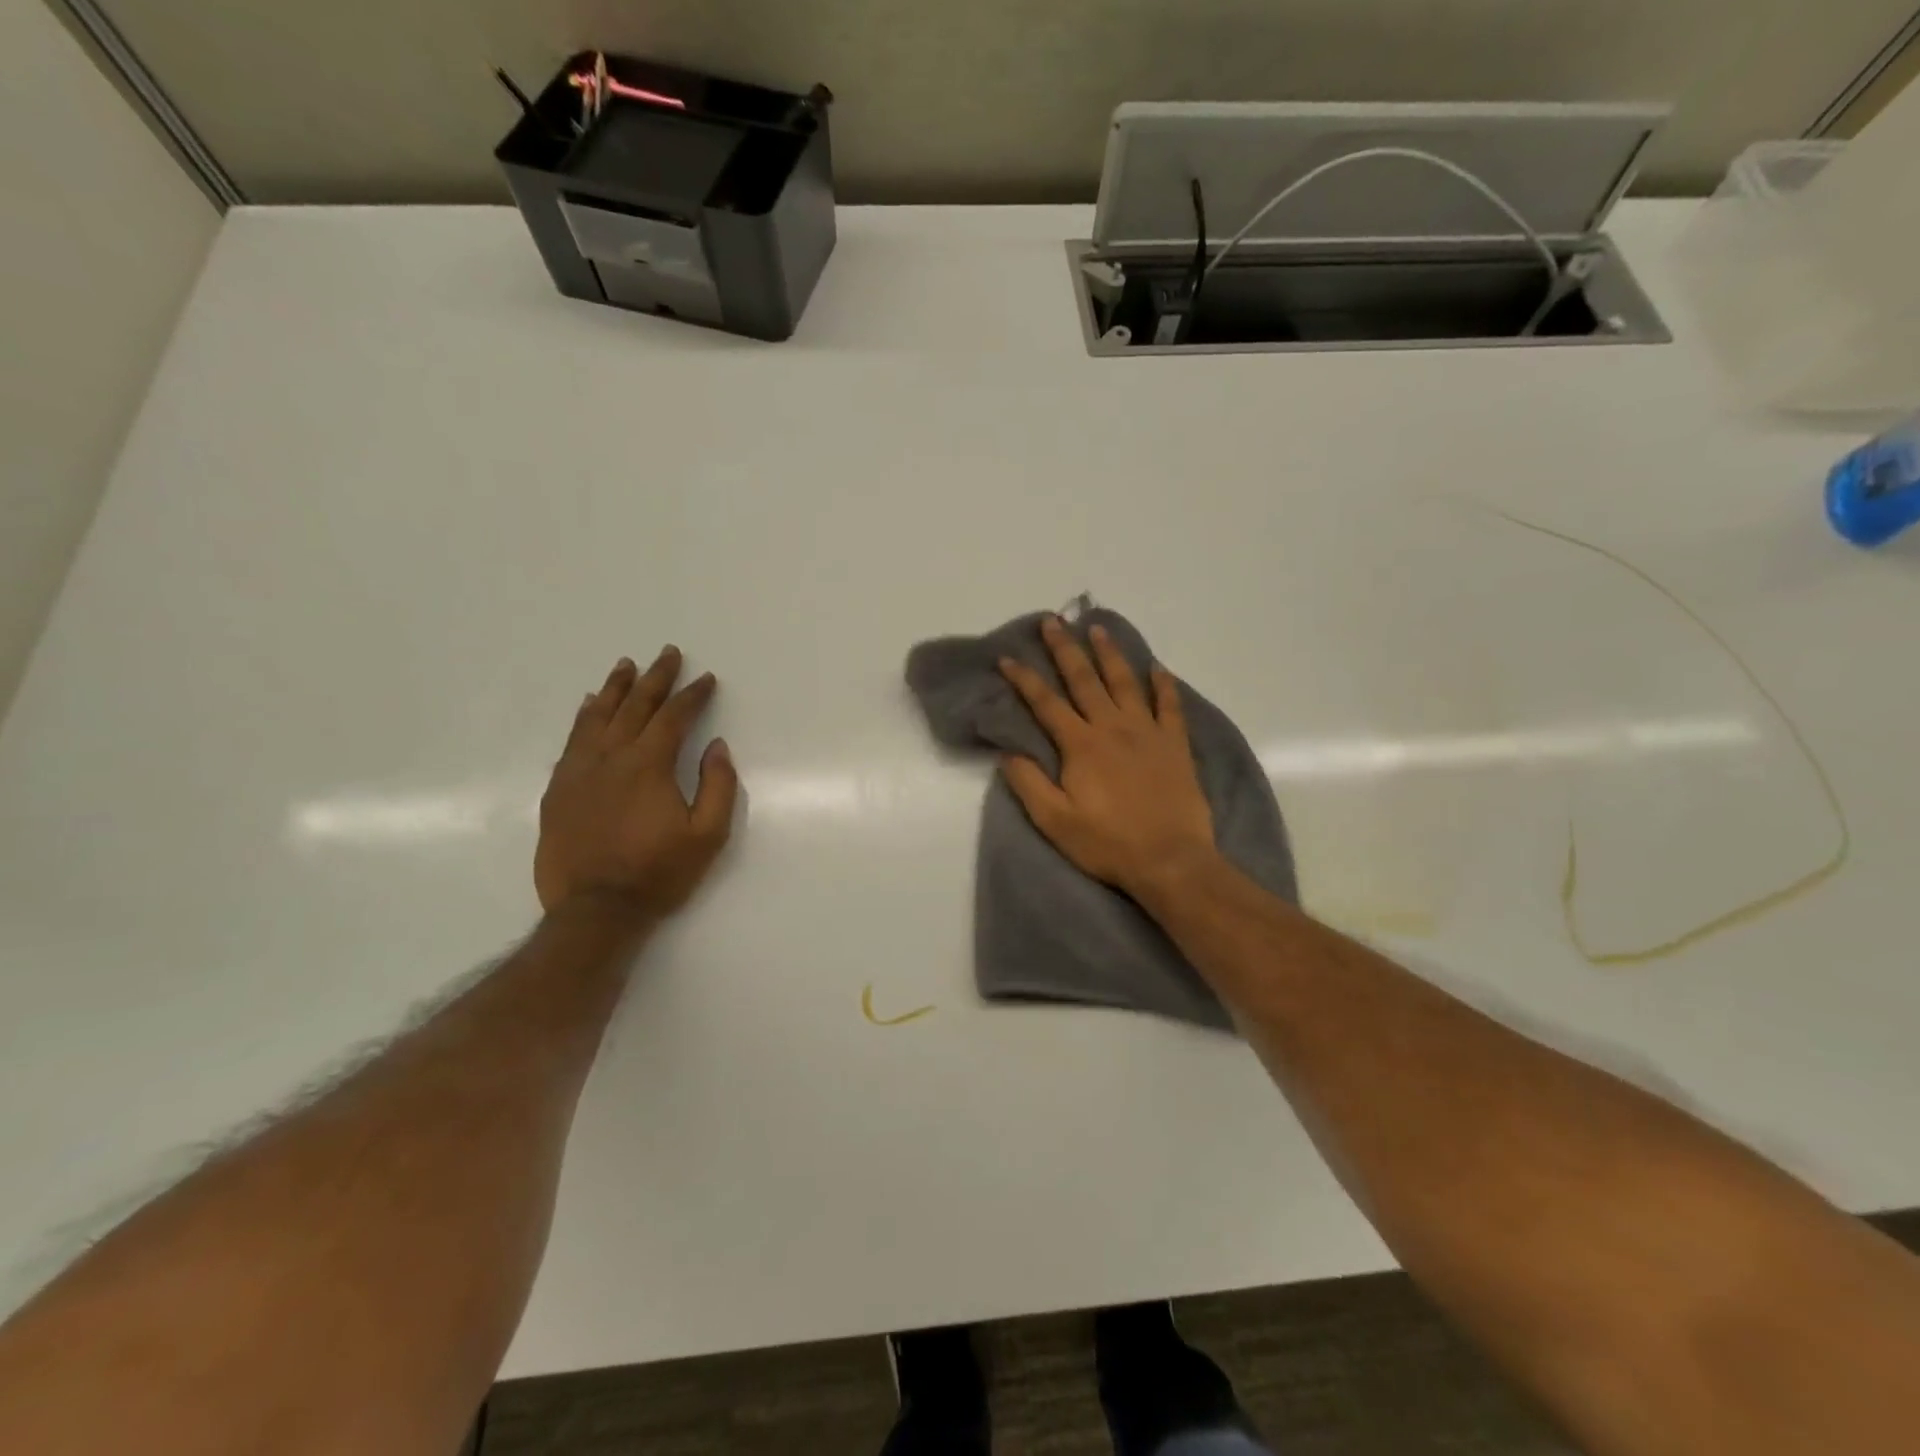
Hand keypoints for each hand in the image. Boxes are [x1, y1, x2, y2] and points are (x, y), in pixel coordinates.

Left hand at [534, 647, 738, 919]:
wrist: (595, 911)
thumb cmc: (659, 873)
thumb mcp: (708, 835)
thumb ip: (718, 786)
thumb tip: (716, 746)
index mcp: (649, 765)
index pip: (674, 717)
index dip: (692, 695)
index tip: (706, 679)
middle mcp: (611, 758)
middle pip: (635, 706)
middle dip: (656, 678)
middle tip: (668, 653)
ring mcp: (579, 772)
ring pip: (597, 717)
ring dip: (615, 688)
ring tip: (626, 665)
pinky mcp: (559, 790)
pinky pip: (571, 741)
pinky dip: (583, 717)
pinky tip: (588, 706)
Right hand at [997, 618, 1217, 901]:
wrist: (1171, 860)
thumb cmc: (1108, 843)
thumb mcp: (1055, 821)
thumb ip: (1029, 783)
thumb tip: (1007, 752)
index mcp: (1081, 745)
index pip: (1046, 703)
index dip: (1024, 679)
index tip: (1008, 657)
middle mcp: (1112, 727)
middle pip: (1085, 680)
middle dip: (1065, 649)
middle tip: (1053, 620)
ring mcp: (1147, 732)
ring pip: (1125, 682)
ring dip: (1109, 654)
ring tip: (1098, 629)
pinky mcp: (1175, 745)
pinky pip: (1169, 706)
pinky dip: (1164, 685)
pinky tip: (1158, 668)